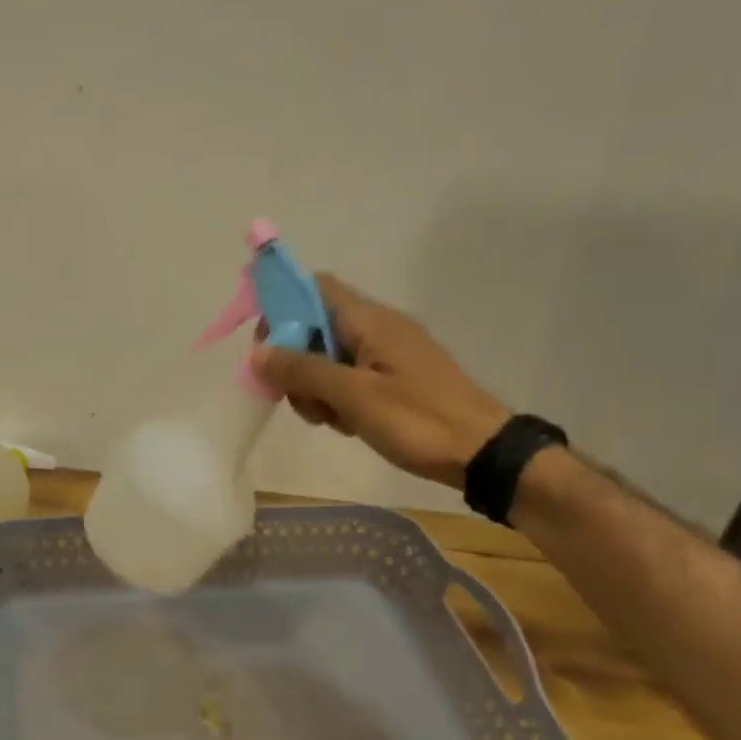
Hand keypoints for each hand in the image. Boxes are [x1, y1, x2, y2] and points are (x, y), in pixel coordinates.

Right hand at [250, 273, 509, 489]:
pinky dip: (337, 397)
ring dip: (314, 385)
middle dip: (294, 360)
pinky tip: (346, 424)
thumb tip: (258, 352)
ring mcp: (388, 354)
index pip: (314, 287)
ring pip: (329, 357)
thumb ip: (303, 370)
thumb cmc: (417, 420)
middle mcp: (378, 327)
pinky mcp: (395, 378)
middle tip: (295, 397)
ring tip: (328, 419)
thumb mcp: (353, 396)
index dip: (281, 307)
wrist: (482, 452)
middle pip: (315, 326)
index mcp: (370, 320)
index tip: (263, 347)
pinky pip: (350, 377)